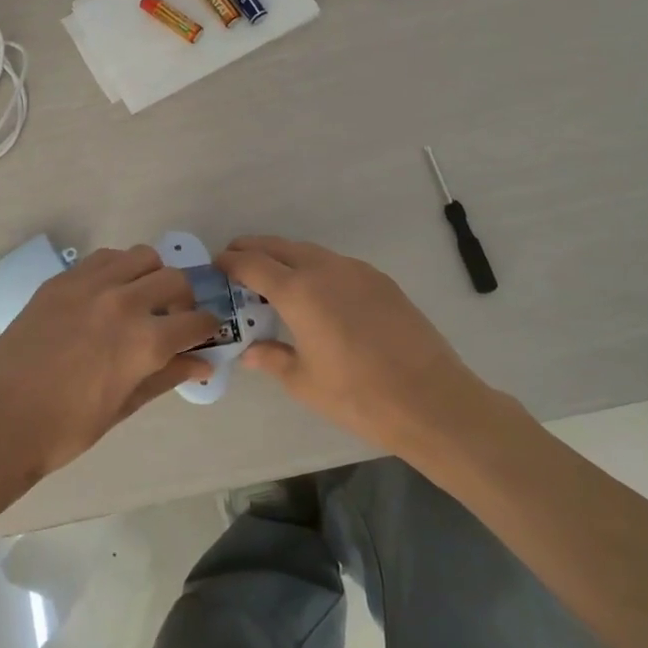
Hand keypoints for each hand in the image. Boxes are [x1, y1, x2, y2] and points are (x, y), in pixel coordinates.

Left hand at [0, 246, 220, 484]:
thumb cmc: (65, 428)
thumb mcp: (123, 407)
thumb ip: (165, 377)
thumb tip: (202, 364)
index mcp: (144, 342)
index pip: (196, 321)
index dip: (207, 328)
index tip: (205, 334)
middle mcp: (123, 303)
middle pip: (174, 280)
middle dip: (184, 299)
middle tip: (173, 320)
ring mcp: (90, 285)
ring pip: (141, 257)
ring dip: (152, 275)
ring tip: (141, 300)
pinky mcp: (62, 280)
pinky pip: (104, 259)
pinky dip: (118, 269)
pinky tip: (108, 294)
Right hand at [217, 236, 503, 459]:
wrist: (431, 400)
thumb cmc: (358, 396)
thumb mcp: (304, 382)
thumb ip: (272, 358)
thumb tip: (250, 351)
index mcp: (299, 292)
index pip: (253, 264)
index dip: (230, 262)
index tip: (216, 266)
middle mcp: (325, 270)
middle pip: (280, 247)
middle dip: (253, 249)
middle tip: (235, 261)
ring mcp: (357, 271)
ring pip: (310, 252)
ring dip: (285, 257)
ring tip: (273, 277)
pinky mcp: (381, 281)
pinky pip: (336, 264)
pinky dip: (315, 267)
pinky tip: (316, 293)